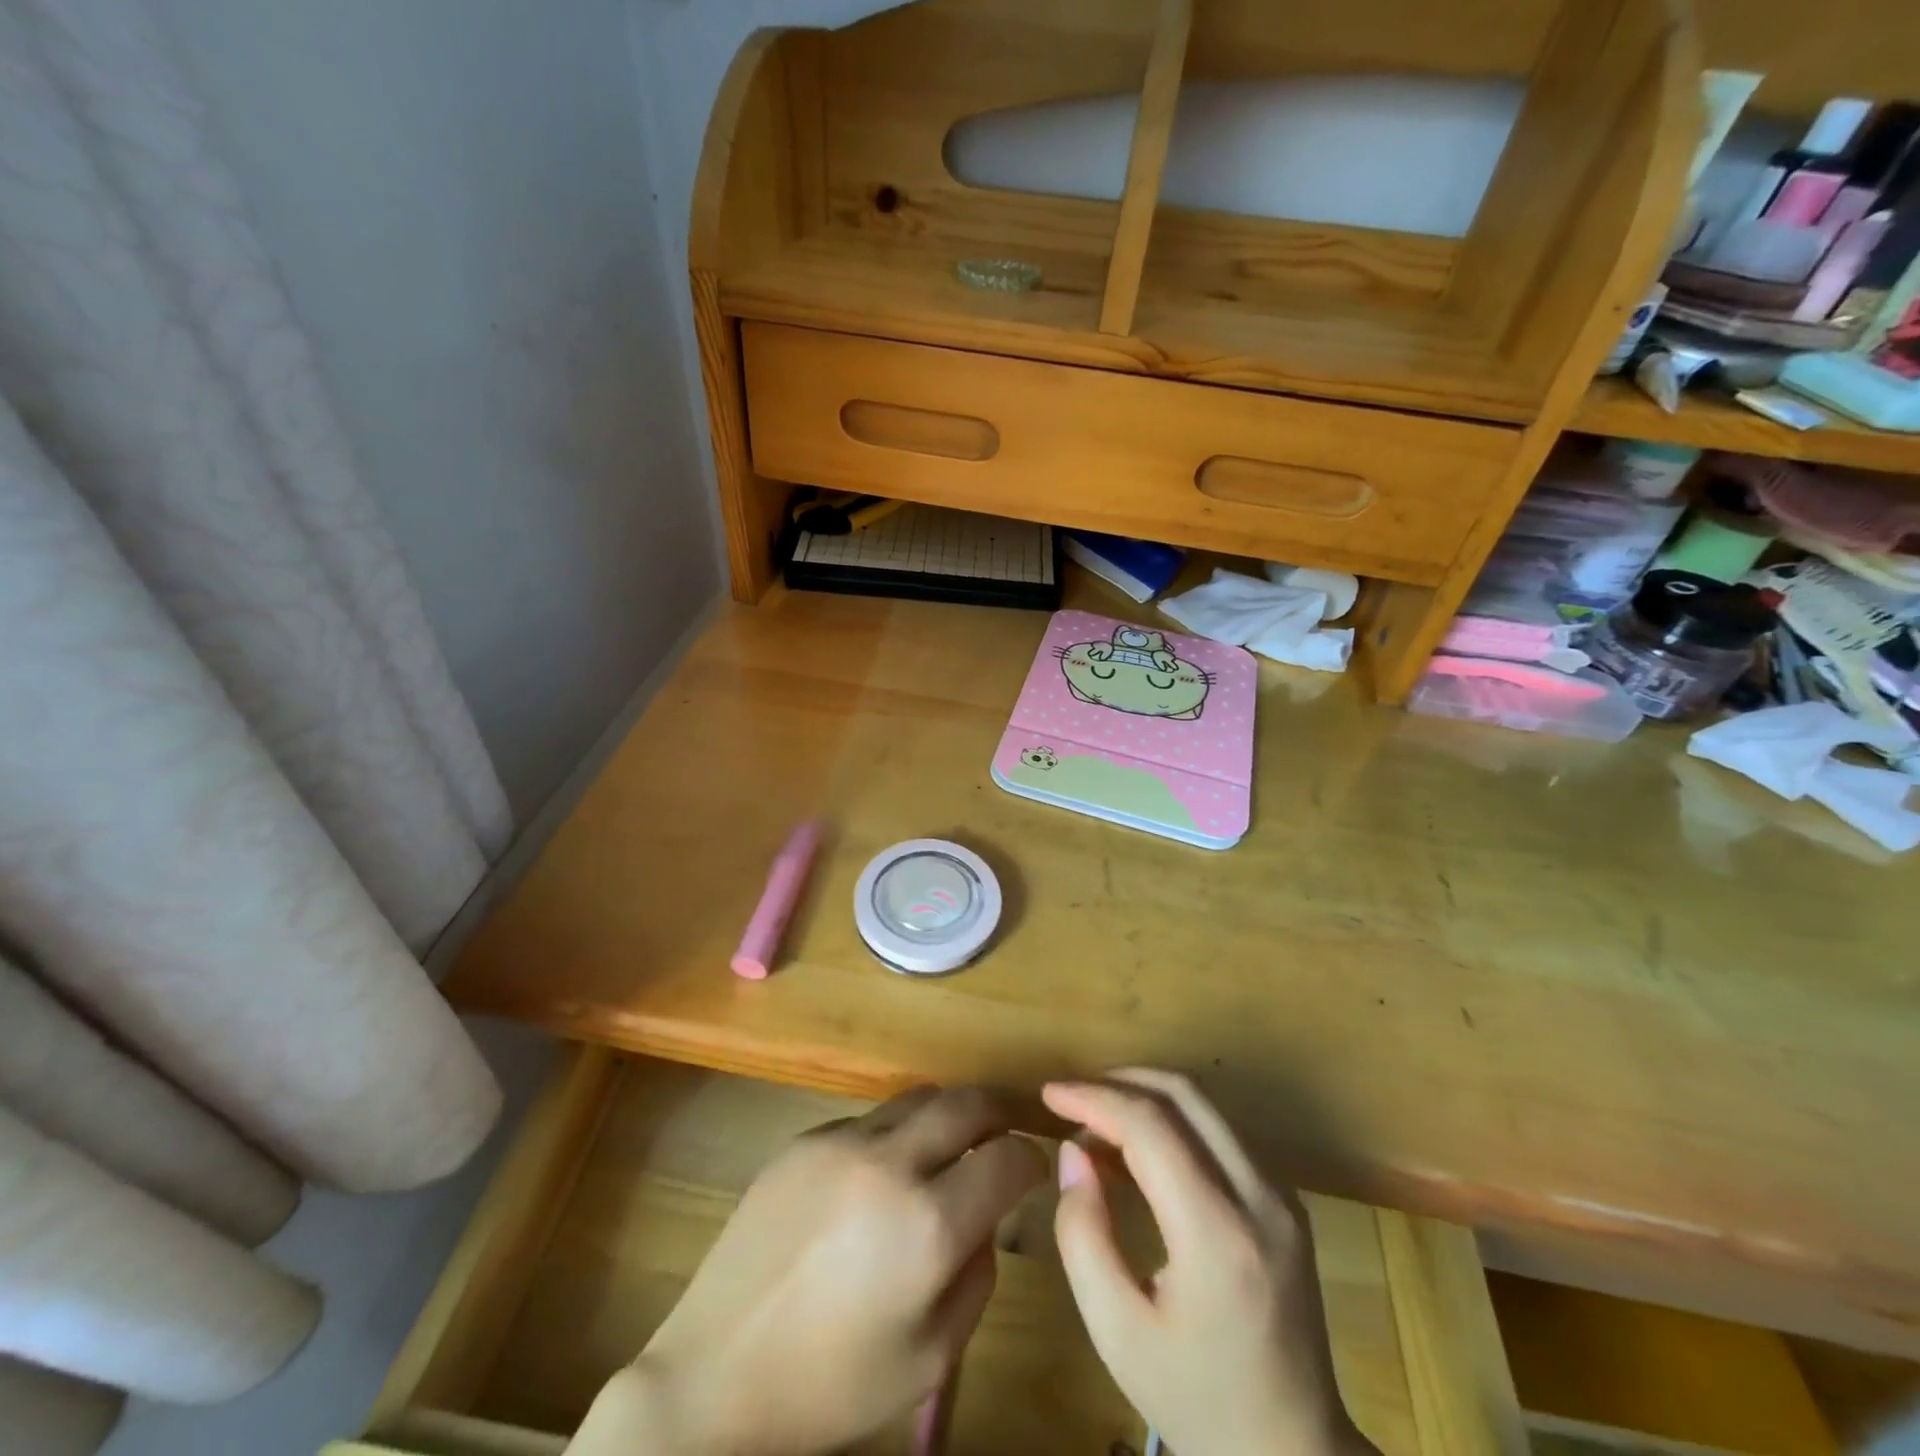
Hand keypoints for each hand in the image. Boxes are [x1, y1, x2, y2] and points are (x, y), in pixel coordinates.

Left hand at [569, 1086, 1046, 1455]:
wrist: (715, 1374)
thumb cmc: (831, 1386)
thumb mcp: (930, 1356)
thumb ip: (978, 1274)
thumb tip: (986, 1214)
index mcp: (929, 1225)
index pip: (1007, 1158)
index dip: (1031, 1160)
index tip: (1033, 1169)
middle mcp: (890, 1163)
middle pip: (967, 1102)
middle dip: (998, 1113)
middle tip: (1005, 1134)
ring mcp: (842, 1141)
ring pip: (919, 1097)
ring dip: (947, 1116)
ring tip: (947, 1147)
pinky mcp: (806, 1137)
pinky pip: (869, 1119)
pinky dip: (893, 1135)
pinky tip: (877, 1178)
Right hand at [1044, 1070, 1375, 1455]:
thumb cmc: (1196, 1400)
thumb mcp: (1117, 1332)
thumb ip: (1083, 1234)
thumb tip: (1073, 1151)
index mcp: (1218, 1235)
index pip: (1150, 1126)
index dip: (1093, 1098)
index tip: (1049, 1095)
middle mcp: (1261, 1197)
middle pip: (1184, 1094)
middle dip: (1119, 1082)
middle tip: (1071, 1100)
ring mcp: (1281, 1194)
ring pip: (1205, 1105)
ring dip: (1145, 1097)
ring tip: (1097, 1124)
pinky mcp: (1284, 1200)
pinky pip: (1220, 1131)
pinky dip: (1172, 1120)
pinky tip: (1139, 1150)